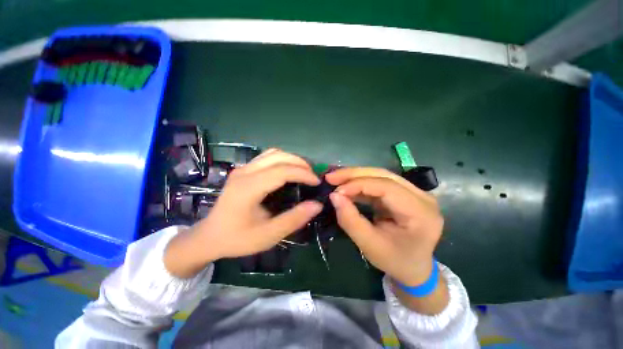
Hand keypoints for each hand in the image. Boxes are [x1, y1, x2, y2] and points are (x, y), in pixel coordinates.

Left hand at [164, 149, 321, 277]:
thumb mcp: (268, 235)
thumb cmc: (237, 238)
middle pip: (278, 156)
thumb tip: (317, 205)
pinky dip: (282, 160)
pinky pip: (266, 157)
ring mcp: (242, 169)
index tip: (317, 182)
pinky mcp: (242, 170)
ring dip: (291, 159)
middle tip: (312, 176)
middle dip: (300, 163)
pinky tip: (288, 171)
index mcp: (248, 188)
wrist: (209, 237)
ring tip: (303, 171)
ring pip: (272, 153)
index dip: (303, 174)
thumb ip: (294, 219)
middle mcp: (244, 172)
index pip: (282, 171)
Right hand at [325, 167, 442, 286]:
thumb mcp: (370, 246)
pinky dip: (360, 183)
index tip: (336, 191)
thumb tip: (334, 196)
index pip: (387, 188)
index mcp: (421, 213)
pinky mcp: (404, 193)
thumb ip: (350, 220)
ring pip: (380, 175)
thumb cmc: (395, 261)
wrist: (414, 268)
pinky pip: (379, 182)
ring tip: (336, 179)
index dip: (358, 185)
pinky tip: (347, 186)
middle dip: (354, 174)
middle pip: (384, 175)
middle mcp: (422, 197)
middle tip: (331, 177)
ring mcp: (415, 193)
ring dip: (356, 176)